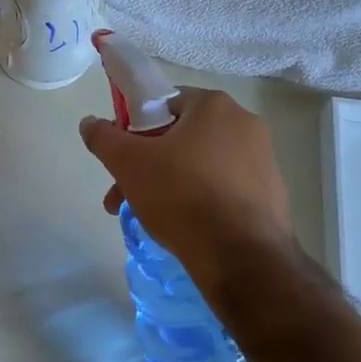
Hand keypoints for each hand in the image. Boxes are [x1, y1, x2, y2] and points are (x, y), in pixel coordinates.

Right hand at [78, 88, 294, 286]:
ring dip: (170, 185)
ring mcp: (263, 159)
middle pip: (181, 138)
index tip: (123, 160)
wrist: (242, 257)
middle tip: (124, 198)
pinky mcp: (271, 193)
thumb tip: (89, 122)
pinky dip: (201, 201)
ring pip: (201, 165)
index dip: (136, 130)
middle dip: (147, 166)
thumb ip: (104, 138)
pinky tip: (185, 228)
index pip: (164, 104)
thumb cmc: (182, 197)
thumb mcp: (129, 165)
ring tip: (148, 219)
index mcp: (214, 105)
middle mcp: (245, 123)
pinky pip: (224, 188)